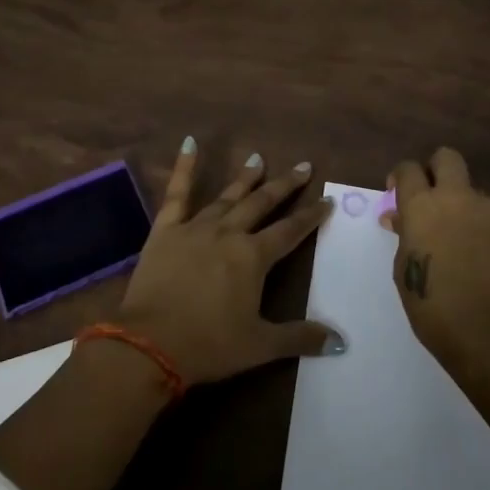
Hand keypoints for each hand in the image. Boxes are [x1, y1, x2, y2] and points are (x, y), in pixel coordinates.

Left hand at [116, 138, 340, 385]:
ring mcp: (195, 228)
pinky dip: (184, 168)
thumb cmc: (208, 345)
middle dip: (284, 186)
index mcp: (253, 257)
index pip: (290, 231)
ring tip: (258, 159)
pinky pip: (177, 193)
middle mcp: (229, 233)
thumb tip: (340, 341)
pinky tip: (189, 143)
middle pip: (262, 203)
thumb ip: (300, 338)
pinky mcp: (166, 230)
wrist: (149, 344)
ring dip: (245, 178)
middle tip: (302, 167)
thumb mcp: (260, 345)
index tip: (327, 200)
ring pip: (227, 196)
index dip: (311, 216)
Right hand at [386, 148, 489, 374]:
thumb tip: (401, 217)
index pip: (408, 169)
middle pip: (447, 158)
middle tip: (432, 197)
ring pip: (474, 191)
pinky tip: (485, 256)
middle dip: (436, 169)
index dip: (401, 177)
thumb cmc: (433, 306)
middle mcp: (457, 197)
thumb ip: (405, 234)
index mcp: (422, 206)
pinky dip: (486, 228)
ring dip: (464, 206)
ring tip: (464, 243)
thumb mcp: (404, 268)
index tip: (399, 193)